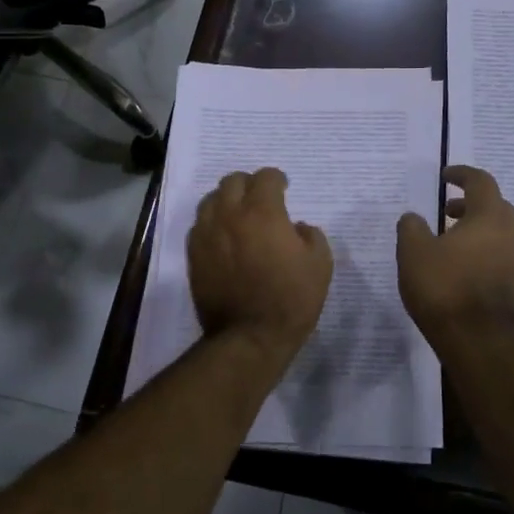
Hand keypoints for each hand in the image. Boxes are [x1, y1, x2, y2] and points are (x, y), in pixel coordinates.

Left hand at [189, 167, 332, 359]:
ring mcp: (207, 234)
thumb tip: (296, 227)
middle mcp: (230, 215)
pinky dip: (212, 223)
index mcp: (262, 212)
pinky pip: (199, 225)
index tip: (284, 188)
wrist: (250, 336)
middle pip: (233, 181)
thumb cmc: (291, 299)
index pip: (265, 177)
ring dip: (227, 200)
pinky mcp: (193, 255)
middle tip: (261, 199)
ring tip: (239, 214)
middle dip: (249, 184)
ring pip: (211, 200)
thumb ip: (311, 235)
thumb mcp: (320, 264)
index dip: (277, 179)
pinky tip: (224, 237)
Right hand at [396, 165, 513, 338]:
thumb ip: (411, 227)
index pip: (480, 182)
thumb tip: (413, 217)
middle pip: (496, 207)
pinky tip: (465, 272)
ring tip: (452, 245)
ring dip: (479, 232)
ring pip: (501, 235)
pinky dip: (485, 255)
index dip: (462, 175)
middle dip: (472, 204)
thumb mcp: (413, 253)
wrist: (481, 341)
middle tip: (448, 212)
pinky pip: (503, 259)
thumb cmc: (445, 288)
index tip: (445, 177)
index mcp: (490, 216)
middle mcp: (513, 233)